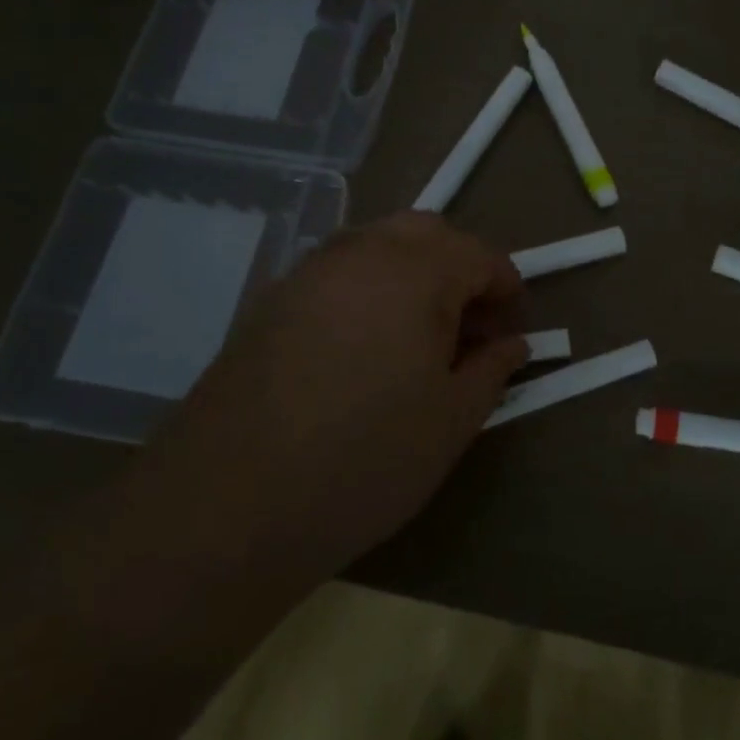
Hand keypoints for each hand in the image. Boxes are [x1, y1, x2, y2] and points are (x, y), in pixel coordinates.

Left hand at [142, 213, 527, 576]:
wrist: (226, 506)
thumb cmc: (364, 461)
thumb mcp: (451, 422)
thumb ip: (491, 370)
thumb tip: (512, 344)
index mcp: (415, 273)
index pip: (479, 254)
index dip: (507, 288)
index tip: (513, 329)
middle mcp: (360, 253)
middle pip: (427, 232)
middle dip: (460, 267)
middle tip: (469, 326)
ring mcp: (308, 273)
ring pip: (377, 244)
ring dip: (412, 271)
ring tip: (419, 335)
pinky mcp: (270, 301)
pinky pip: (337, 271)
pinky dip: (368, 287)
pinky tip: (363, 346)